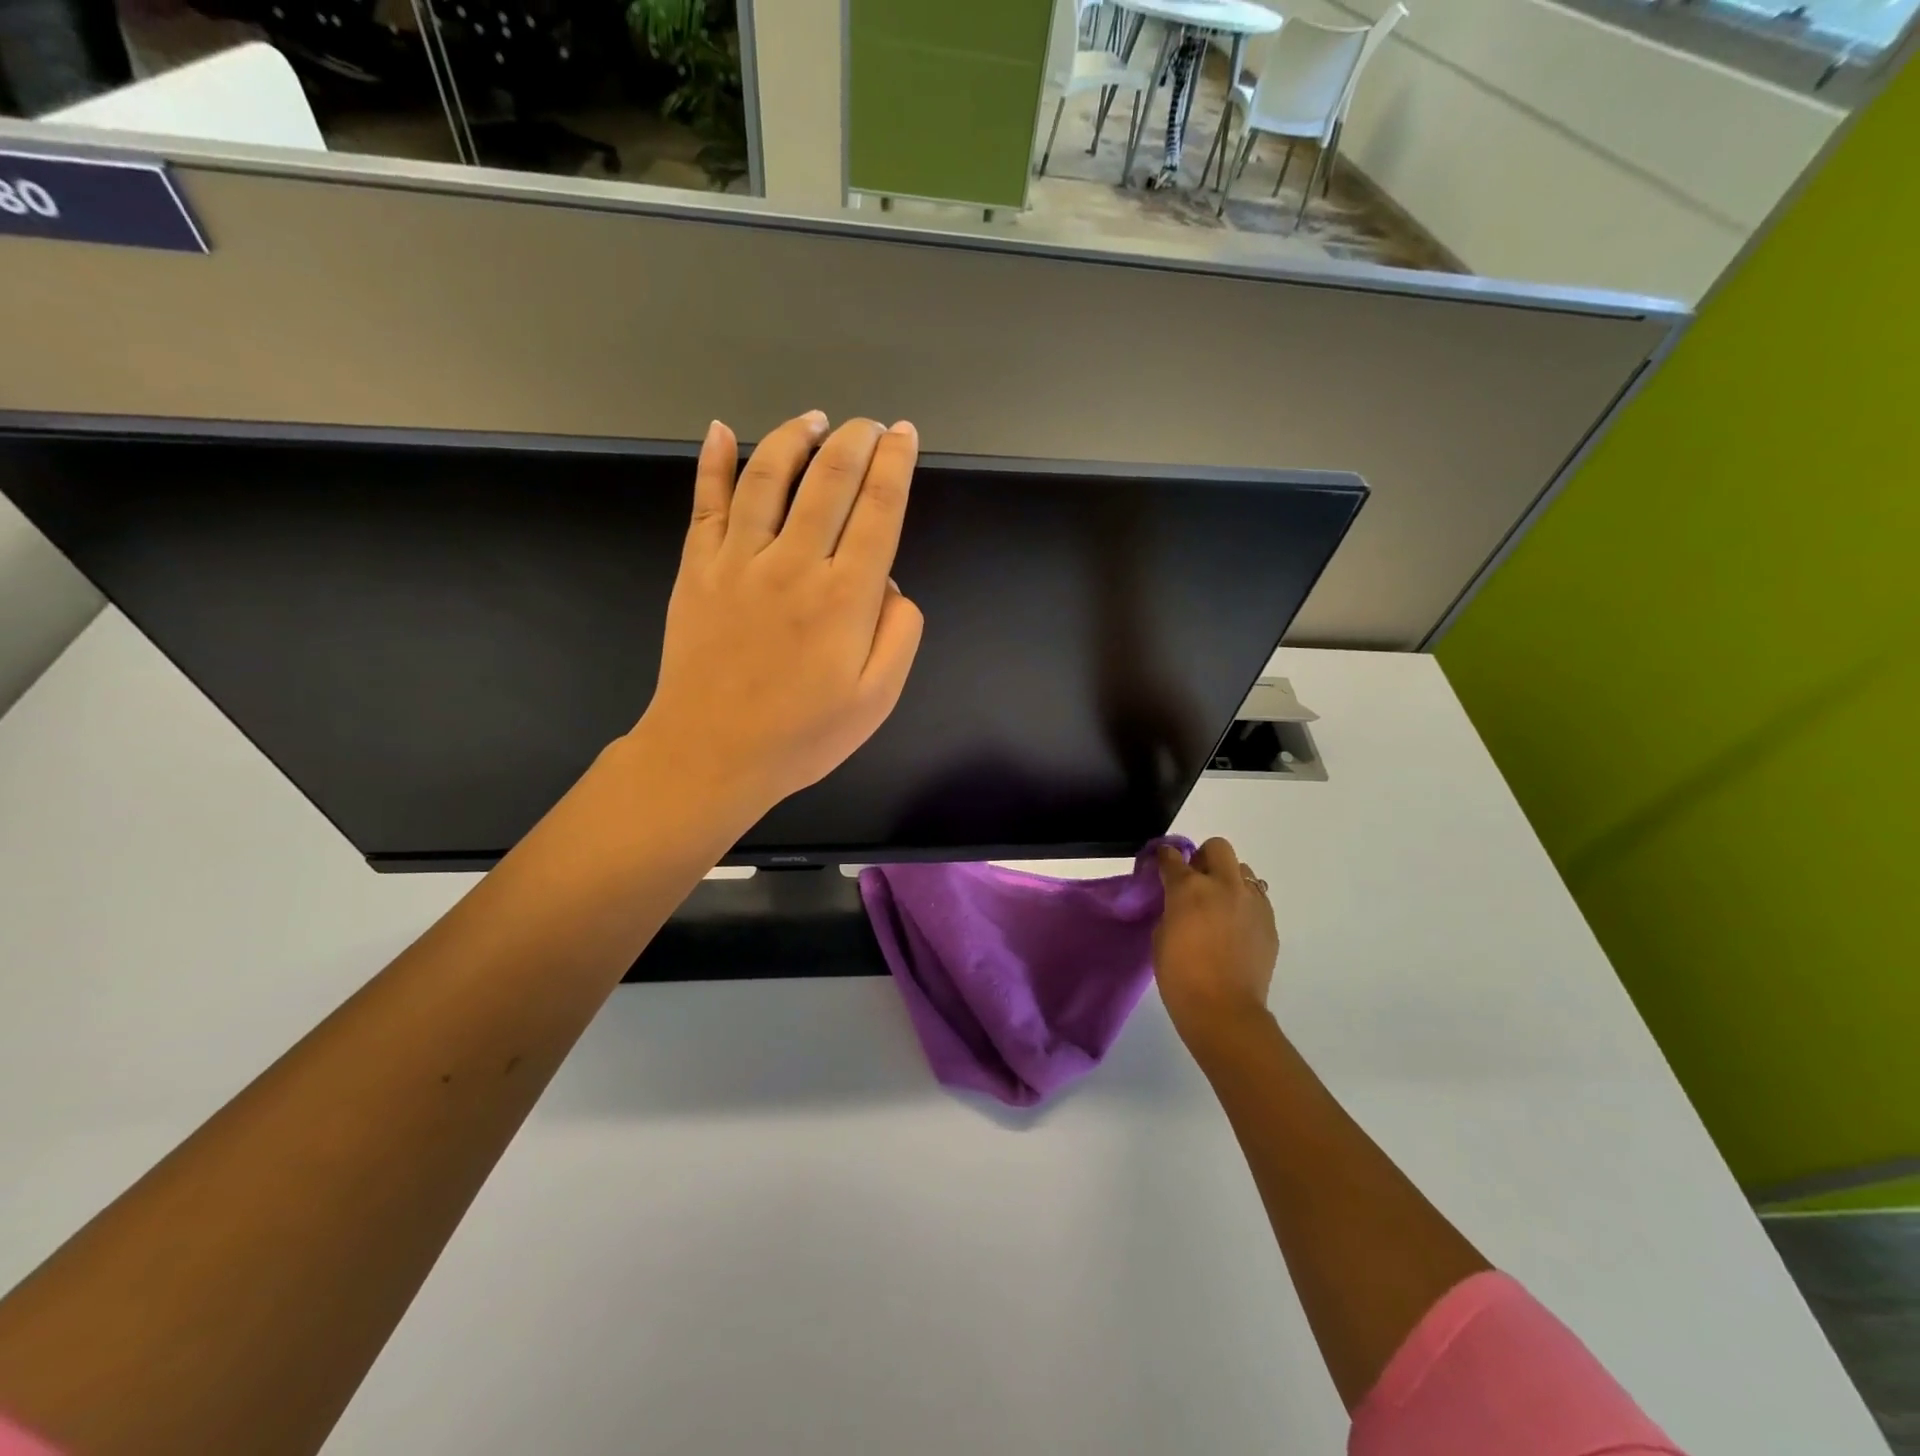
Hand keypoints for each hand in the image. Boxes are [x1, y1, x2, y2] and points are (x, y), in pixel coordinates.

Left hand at [636, 411, 924, 814]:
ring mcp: (739, 560)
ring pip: (769, 476)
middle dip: (855, 440)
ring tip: (815, 420)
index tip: (905, 436)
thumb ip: (899, 633)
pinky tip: (723, 431)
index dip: (896, 465)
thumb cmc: (802, 735)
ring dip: (795, 438)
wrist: (711, 755)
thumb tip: (887, 582)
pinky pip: (706, 503)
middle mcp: (794, 563)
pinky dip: (714, 462)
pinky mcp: (697, 568)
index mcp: (845, 596)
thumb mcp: (877, 698)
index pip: (878, 509)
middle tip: (870, 424)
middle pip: (829, 479)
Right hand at [1154, 837, 1279, 1046]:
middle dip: (1203, 857)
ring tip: (1219, 905)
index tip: (1161, 866)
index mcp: (1190, 888)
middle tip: (1195, 881)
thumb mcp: (1161, 934)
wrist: (1224, 1010)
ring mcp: (1252, 902)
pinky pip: (1256, 898)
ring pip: (1243, 870)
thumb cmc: (1180, 976)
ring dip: (1228, 879)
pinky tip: (1235, 927)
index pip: (1172, 856)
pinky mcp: (1269, 922)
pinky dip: (1244, 903)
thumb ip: (1172, 907)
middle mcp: (1224, 886)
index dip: (1165, 858)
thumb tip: (1180, 900)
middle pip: (1217, 847)